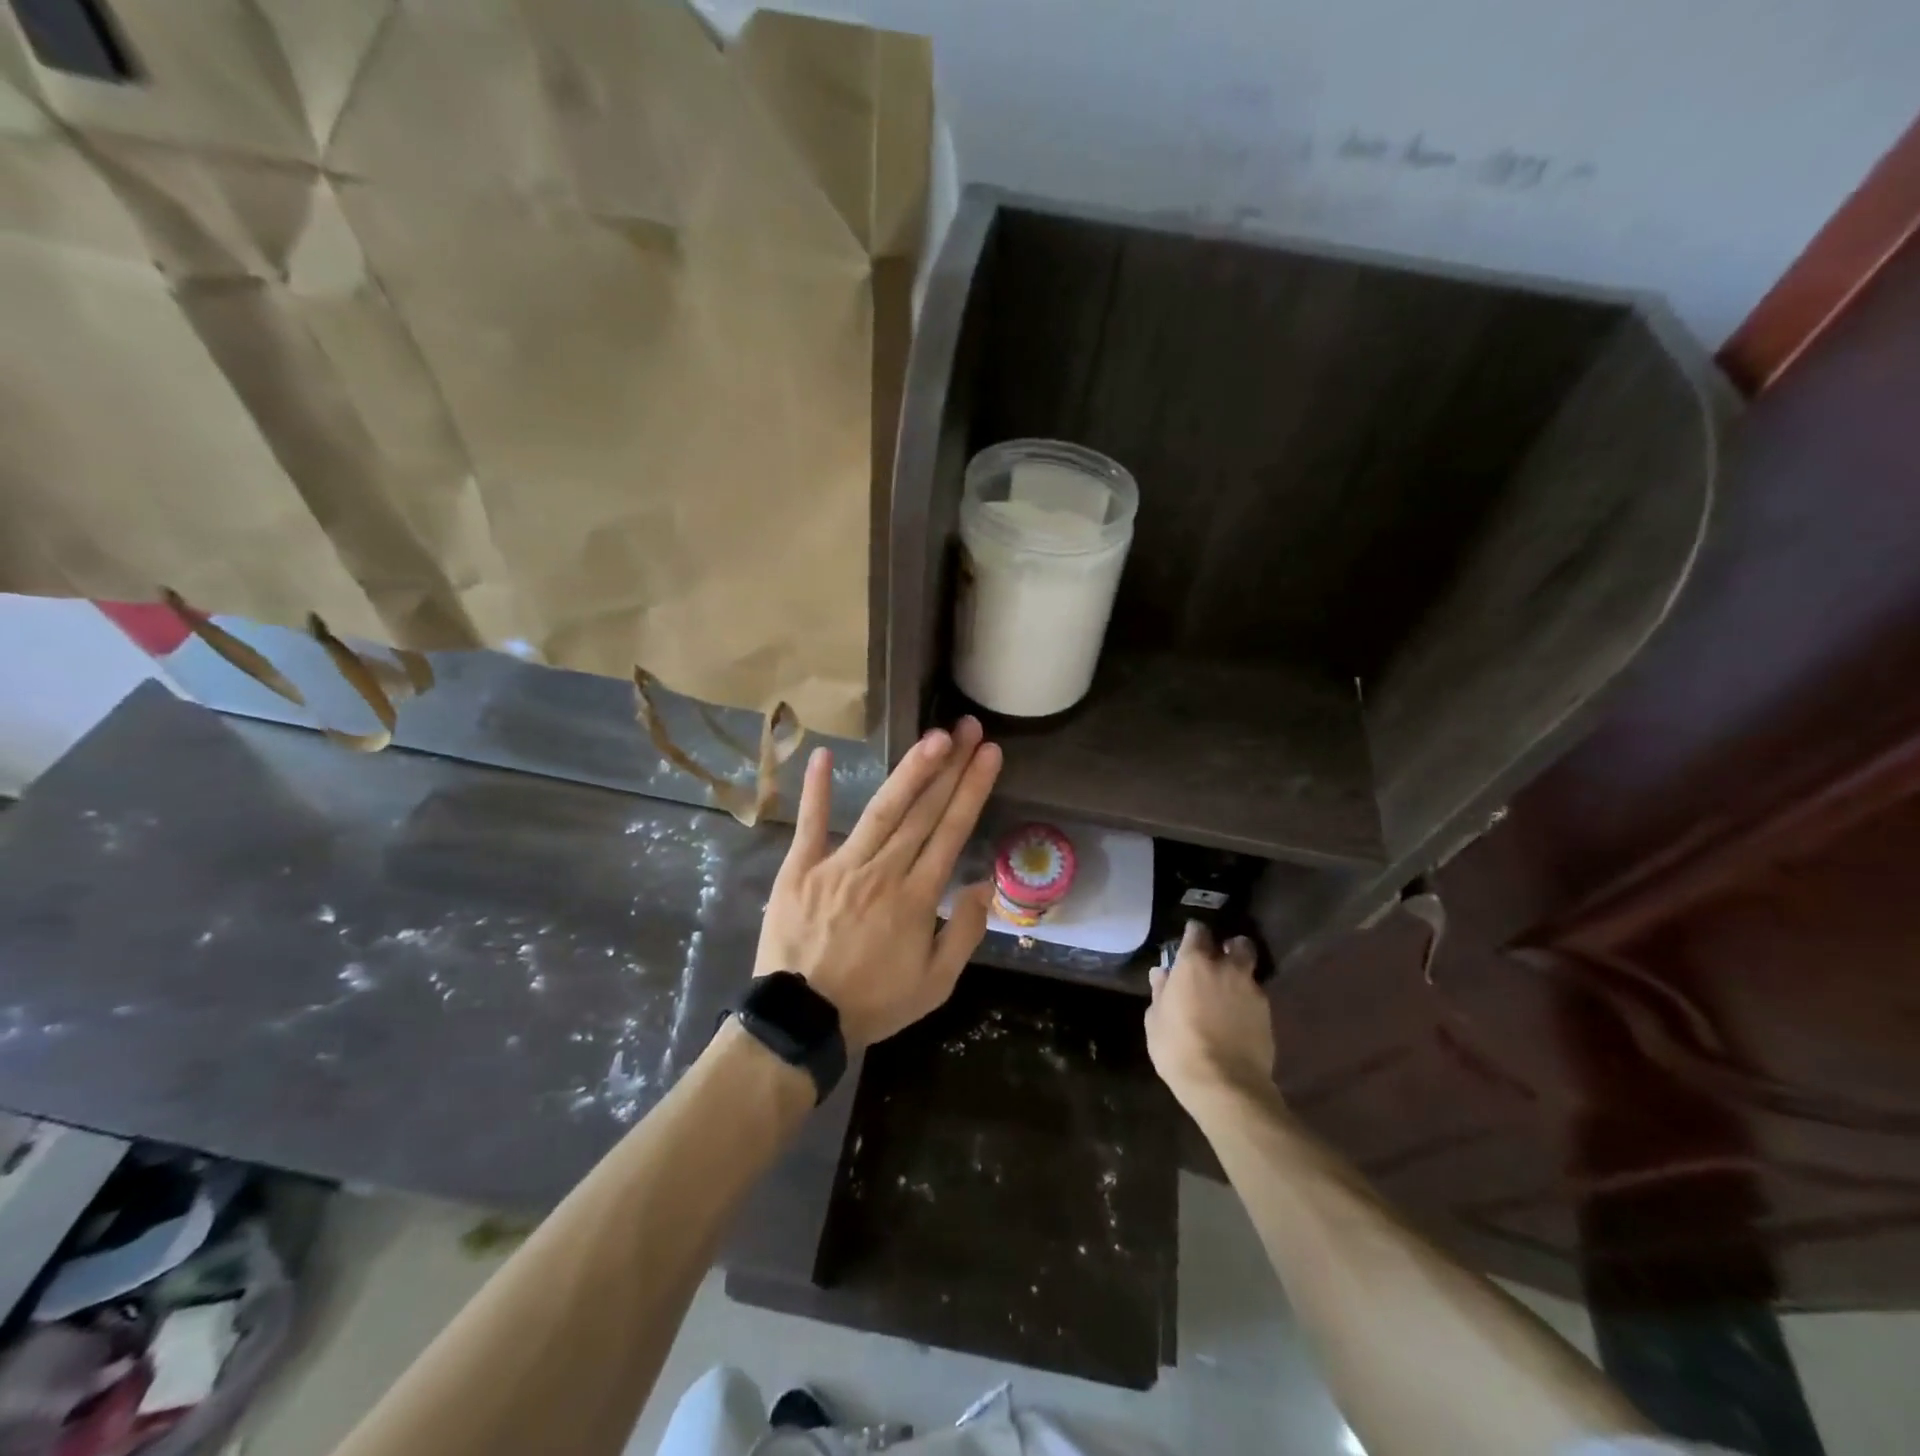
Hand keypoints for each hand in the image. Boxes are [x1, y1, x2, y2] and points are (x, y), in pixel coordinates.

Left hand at [756, 717, 1001, 1049]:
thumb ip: (964, 932)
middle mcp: (883, 872)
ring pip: (882, 810)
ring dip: (909, 770)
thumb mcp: (935, 984)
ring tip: (932, 736)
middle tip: (967, 727)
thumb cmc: (873, 1003)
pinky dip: (817, 790)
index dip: (972, 790)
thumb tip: (985, 883)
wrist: (802, 1021)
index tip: (988, 754)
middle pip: (923, 811)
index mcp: (917, 898)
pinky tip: (823, 755)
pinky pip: (811, 825)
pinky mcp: (800, 869)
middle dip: (950, 766)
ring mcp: (839, 866)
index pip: (952, 832)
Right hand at [1145, 921, 1276, 1107]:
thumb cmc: (1179, 1049)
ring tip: (1231, 990)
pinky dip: (1248, 1000)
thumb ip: (1160, 991)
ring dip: (1241, 974)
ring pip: (1250, 969)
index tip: (1189, 939)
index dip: (1193, 933)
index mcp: (1194, 964)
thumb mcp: (1155, 1020)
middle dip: (1230, 947)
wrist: (1226, 1085)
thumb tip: (1162, 974)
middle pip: (1237, 943)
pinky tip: (1239, 1016)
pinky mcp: (1268, 1014)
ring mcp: (1252, 991)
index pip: (1198, 932)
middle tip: (1219, 960)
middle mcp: (1227, 969)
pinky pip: (1257, 996)